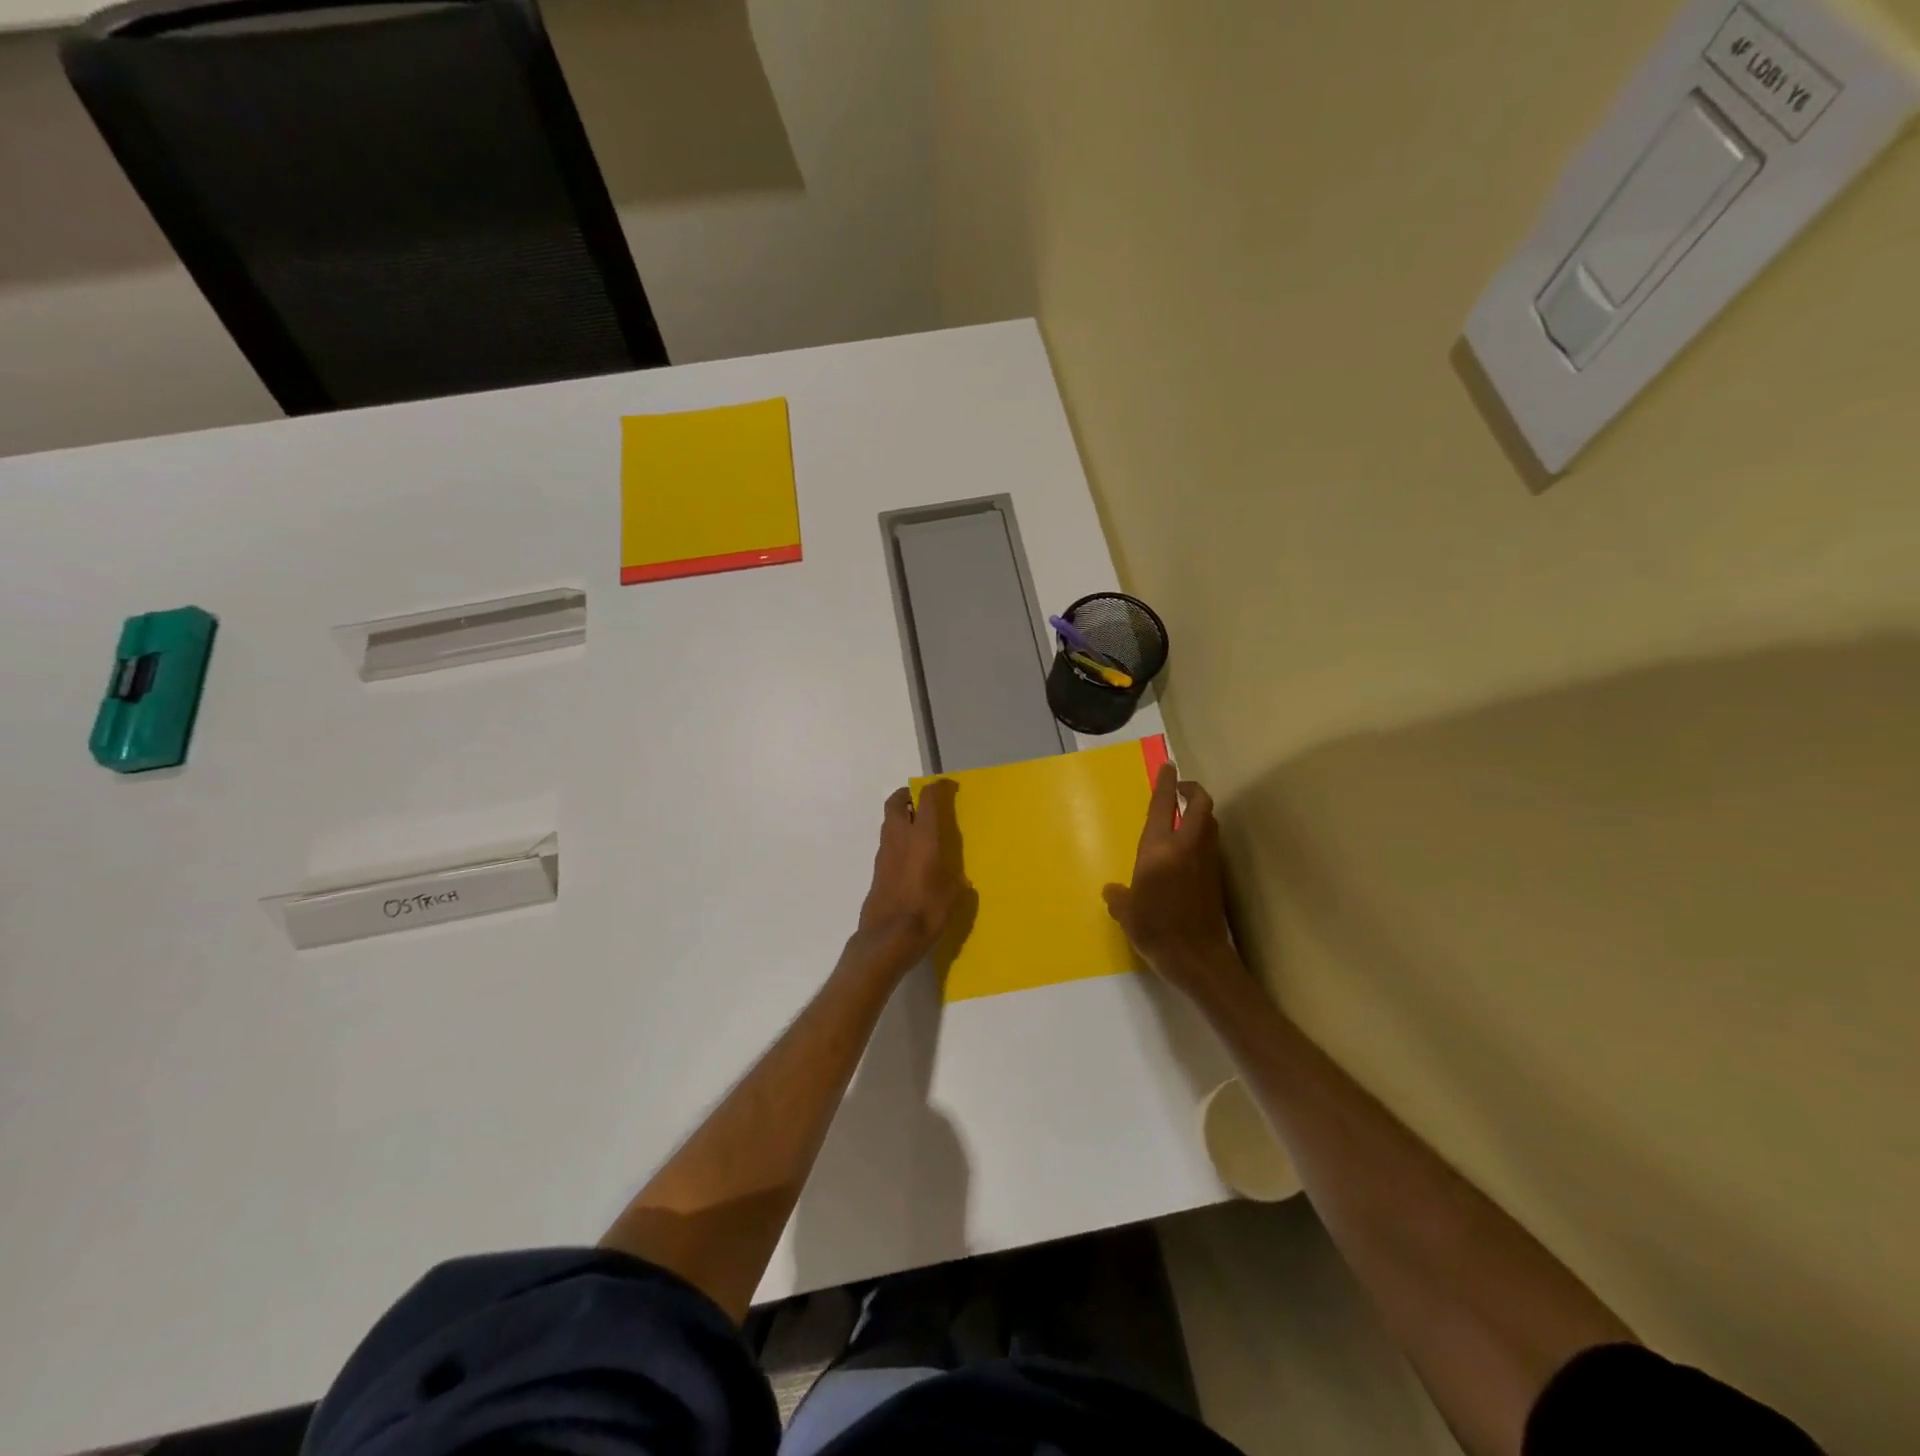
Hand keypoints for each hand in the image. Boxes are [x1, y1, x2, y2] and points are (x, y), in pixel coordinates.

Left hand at [857, 779, 966, 972]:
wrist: (887, 939)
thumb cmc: (925, 913)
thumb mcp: (951, 897)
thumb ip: (954, 881)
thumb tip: (956, 879)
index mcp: (922, 839)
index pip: (927, 801)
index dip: (936, 788)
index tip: (946, 786)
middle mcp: (900, 840)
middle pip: (896, 804)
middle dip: (907, 796)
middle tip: (921, 800)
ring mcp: (884, 855)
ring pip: (889, 823)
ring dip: (901, 817)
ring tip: (918, 827)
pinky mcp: (877, 871)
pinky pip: (887, 844)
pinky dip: (897, 839)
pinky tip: (910, 856)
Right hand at [1104, 764, 1235, 994]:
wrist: (1197, 958)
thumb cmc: (1155, 929)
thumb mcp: (1126, 912)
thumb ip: (1118, 896)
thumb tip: (1113, 890)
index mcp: (1158, 849)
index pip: (1163, 806)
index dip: (1165, 783)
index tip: (1168, 766)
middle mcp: (1186, 847)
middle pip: (1200, 804)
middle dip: (1192, 790)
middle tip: (1180, 790)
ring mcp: (1207, 861)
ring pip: (1210, 823)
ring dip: (1200, 812)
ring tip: (1185, 817)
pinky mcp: (1218, 877)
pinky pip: (1212, 845)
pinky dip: (1203, 836)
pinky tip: (1191, 851)